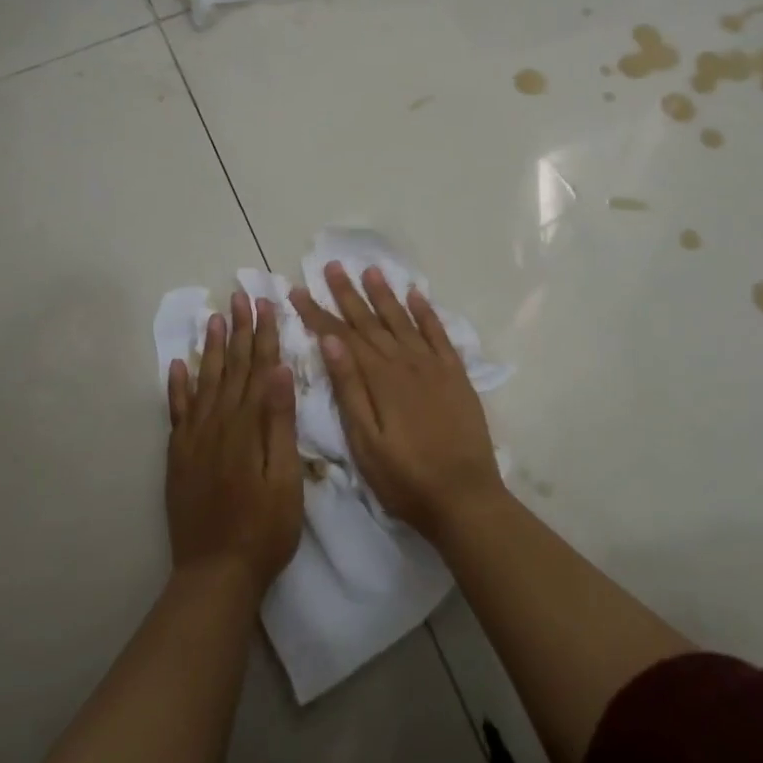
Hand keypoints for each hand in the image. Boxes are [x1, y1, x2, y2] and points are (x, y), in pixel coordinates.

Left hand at [167, 292, 302, 593]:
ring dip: (210, 348)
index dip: (263, 333)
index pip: (258, 368)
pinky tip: (177, 365)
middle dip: (238, 330)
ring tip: (214, 318)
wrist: (216, 573)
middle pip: (231, 367)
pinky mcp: (179, 456)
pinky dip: (177, 386)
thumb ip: (279, 422)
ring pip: (204, 381)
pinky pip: (177, 412)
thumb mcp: (285, 476)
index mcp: (247, 425)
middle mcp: (218, 422)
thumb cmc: (264, 527)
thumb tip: (279, 369)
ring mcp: (194, 438)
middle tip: (240, 296)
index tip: (265, 302)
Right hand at [290, 263, 503, 543]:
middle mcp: (405, 362)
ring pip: (403, 320)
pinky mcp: (456, 374)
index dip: (318, 313)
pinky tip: (417, 296)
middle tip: (332, 266)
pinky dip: (427, 312)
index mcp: (378, 378)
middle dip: (348, 293)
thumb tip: (330, 341)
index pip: (341, 336)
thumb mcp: (365, 442)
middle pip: (371, 321)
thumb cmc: (405, 477)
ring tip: (371, 270)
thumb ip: (349, 388)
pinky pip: (439, 333)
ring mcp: (433, 365)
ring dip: (385, 295)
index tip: (298, 290)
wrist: (464, 496)